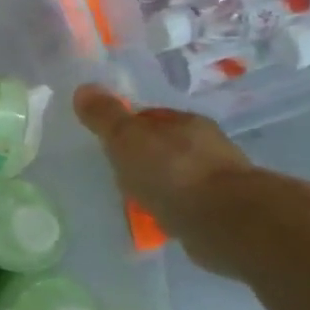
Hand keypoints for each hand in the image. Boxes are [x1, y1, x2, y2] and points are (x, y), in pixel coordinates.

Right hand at [74, 84, 255, 273]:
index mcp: (187, 122)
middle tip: (117, 172)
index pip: (152, 117)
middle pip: (166, 146)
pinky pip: (187, 205)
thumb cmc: (171, 171)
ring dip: (161, 185)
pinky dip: (172, 209)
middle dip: (145, 157)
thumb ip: (105, 116)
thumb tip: (84, 87)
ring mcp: (219, 180)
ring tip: (134, 200)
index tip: (108, 142)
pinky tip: (157, 220)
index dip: (128, 127)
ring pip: (179, 176)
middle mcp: (208, 145)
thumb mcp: (126, 138)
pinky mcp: (223, 212)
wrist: (225, 221)